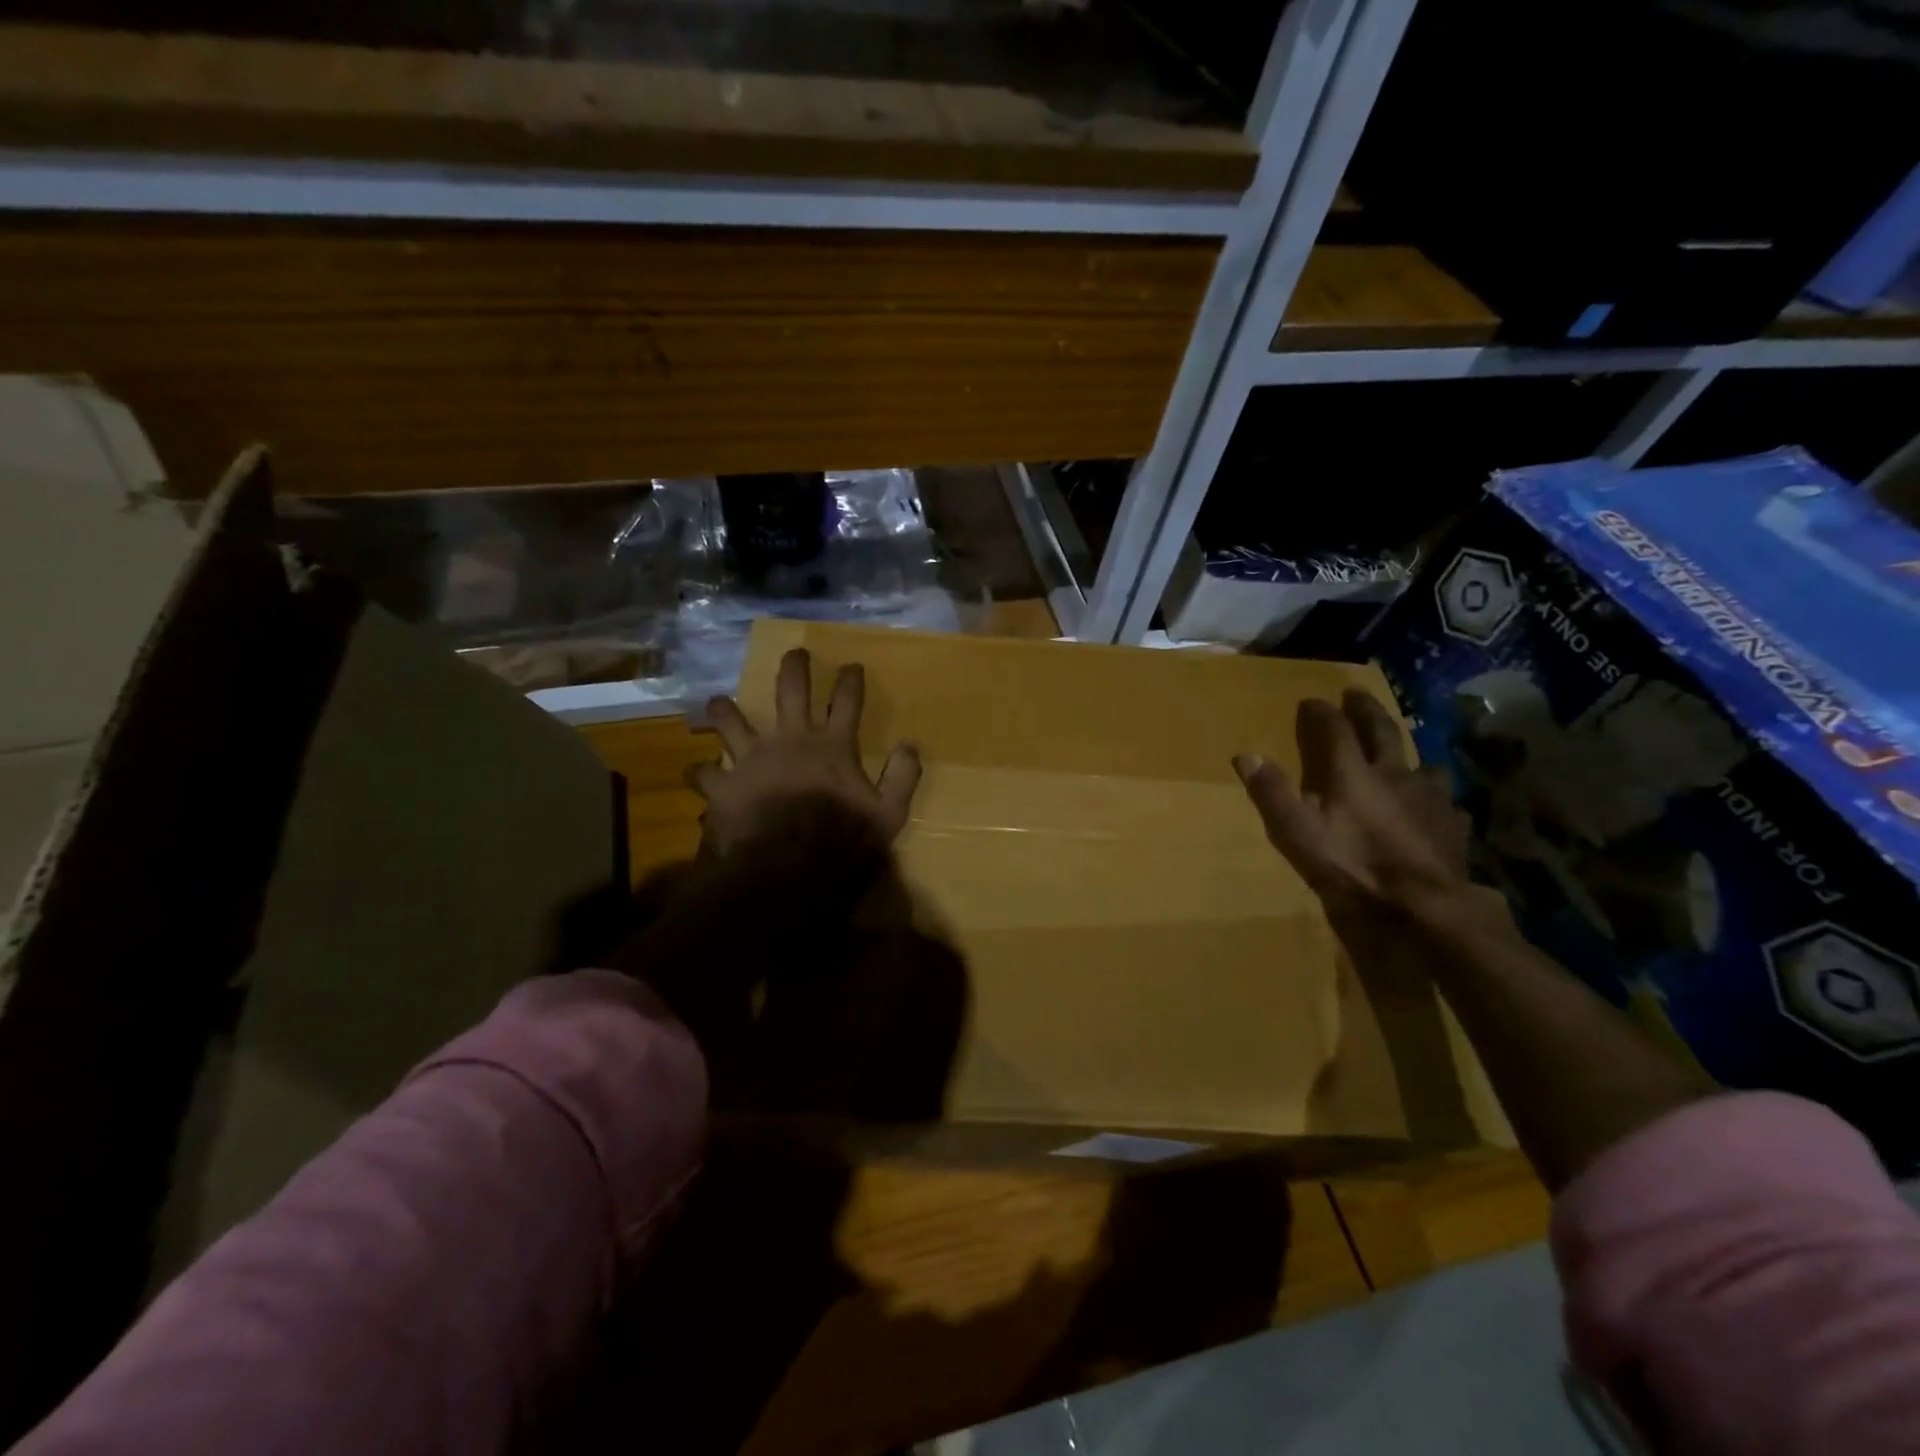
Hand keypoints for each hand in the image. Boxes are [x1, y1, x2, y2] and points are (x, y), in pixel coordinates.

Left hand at [693, 647, 922, 853]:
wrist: (788, 868)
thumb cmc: (842, 841)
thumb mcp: (889, 815)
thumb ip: (901, 777)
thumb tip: (910, 746)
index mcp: (832, 746)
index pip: (847, 702)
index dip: (850, 680)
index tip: (851, 665)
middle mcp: (791, 740)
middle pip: (791, 691)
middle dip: (794, 668)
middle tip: (794, 654)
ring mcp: (753, 759)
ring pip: (733, 721)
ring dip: (725, 710)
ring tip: (718, 702)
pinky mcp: (725, 785)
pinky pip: (704, 773)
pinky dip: (700, 773)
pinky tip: (695, 772)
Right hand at [1235, 691, 1471, 919]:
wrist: (1423, 907)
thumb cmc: (1352, 867)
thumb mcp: (1297, 833)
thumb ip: (1272, 793)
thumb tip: (1245, 755)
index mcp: (1353, 774)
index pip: (1334, 731)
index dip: (1321, 713)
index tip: (1311, 701)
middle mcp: (1395, 774)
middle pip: (1382, 732)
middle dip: (1366, 710)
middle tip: (1357, 693)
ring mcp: (1430, 798)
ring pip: (1424, 763)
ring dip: (1411, 753)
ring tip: (1406, 754)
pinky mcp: (1453, 825)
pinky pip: (1446, 802)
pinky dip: (1436, 799)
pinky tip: (1435, 809)